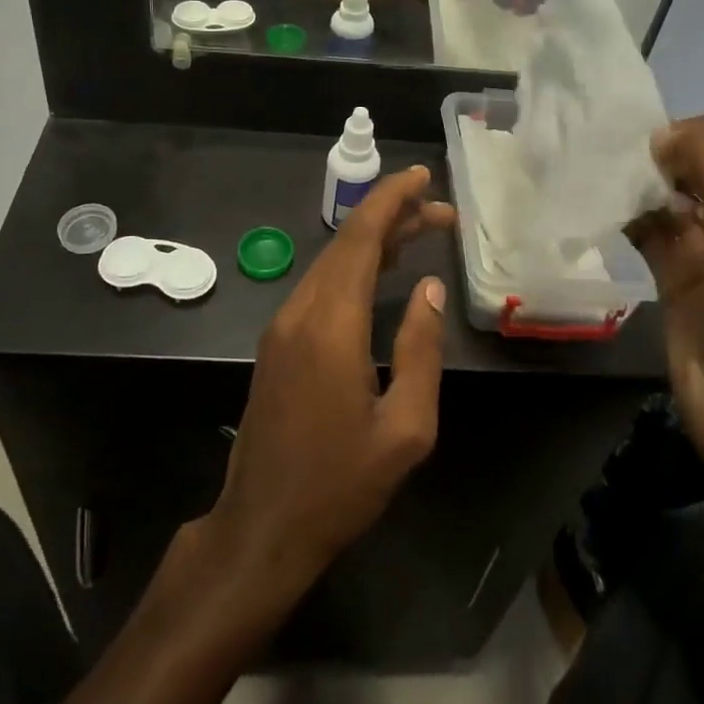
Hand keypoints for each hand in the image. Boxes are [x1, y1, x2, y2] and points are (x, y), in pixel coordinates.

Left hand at [207, 166, 454, 598]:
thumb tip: (430, 289)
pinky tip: (382, 274)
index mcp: (332, 325)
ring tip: (421, 233)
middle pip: (347, 243)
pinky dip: (354, 267)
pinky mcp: (277, 343)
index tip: (424, 177)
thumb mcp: (405, 429)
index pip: (362, 239)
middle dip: (393, 216)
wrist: (262, 526)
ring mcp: (282, 326)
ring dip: (375, 241)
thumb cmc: (340, 484)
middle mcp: (300, 312)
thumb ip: (421, 351)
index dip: (392, 200)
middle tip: (441, 213)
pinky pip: (319, 287)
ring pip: (331, 262)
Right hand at [629, 112, 703, 483]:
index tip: (666, 158)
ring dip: (642, 185)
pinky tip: (607, 214)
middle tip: (634, 174)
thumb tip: (663, 136)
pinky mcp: (681, 270)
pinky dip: (629, 216)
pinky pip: (651, 227)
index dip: (702, 131)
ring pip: (673, 191)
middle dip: (667, 156)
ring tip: (613, 189)